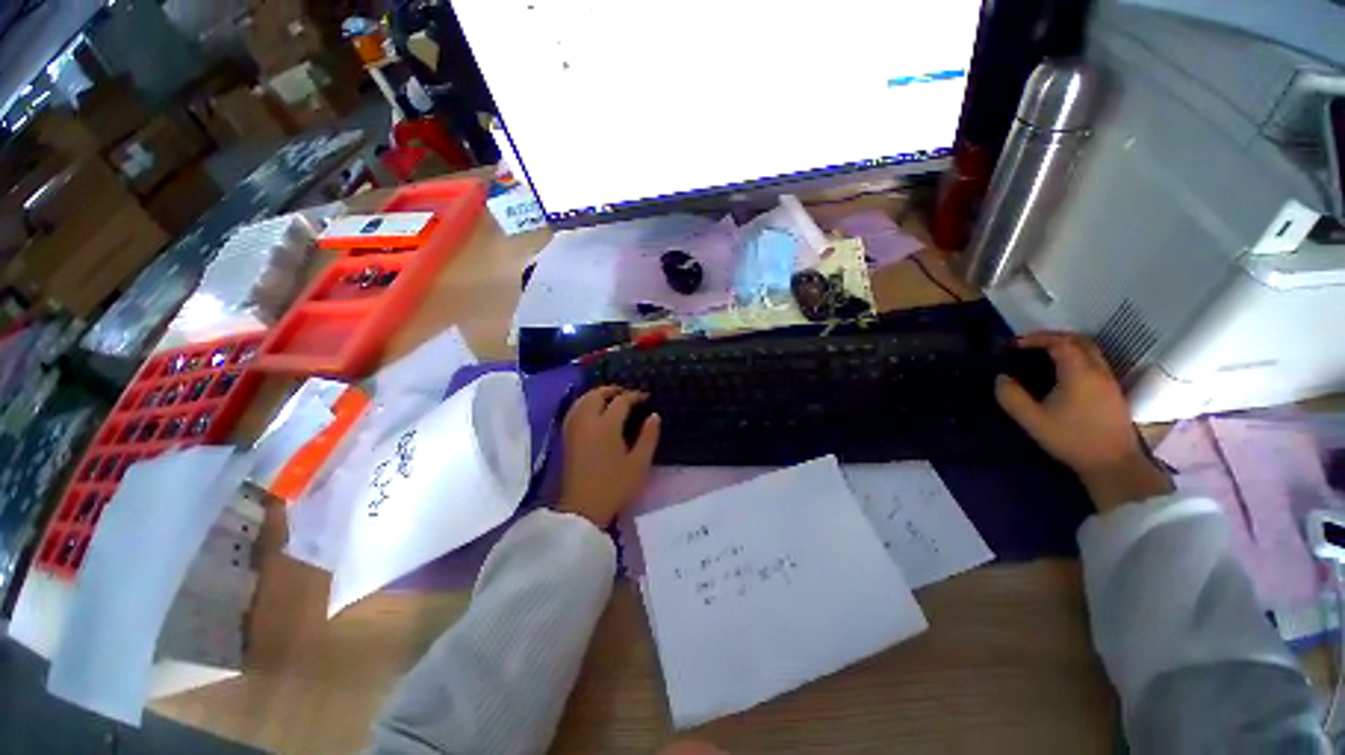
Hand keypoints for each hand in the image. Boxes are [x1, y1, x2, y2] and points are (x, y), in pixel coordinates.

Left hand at [558, 387, 660, 527]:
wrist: (583, 509)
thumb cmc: (615, 487)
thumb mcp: (639, 463)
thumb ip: (649, 436)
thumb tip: (654, 415)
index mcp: (606, 426)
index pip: (621, 401)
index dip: (635, 396)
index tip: (646, 397)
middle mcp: (587, 422)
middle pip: (597, 394)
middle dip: (613, 390)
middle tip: (628, 394)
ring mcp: (573, 429)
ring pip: (582, 400)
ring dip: (597, 394)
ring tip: (612, 399)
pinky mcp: (566, 437)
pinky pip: (574, 410)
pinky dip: (585, 403)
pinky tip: (593, 411)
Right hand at [995, 332, 1171, 510]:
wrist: (1113, 463)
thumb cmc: (1071, 439)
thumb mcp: (1032, 420)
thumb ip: (1012, 397)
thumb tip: (1000, 378)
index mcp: (1079, 373)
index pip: (1060, 343)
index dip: (1036, 339)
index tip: (1014, 345)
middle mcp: (1098, 370)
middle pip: (1079, 341)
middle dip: (1053, 337)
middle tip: (1029, 345)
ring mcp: (1109, 380)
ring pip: (1090, 350)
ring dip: (1066, 346)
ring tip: (1043, 355)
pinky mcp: (1113, 391)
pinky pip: (1094, 362)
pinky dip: (1076, 357)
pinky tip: (1062, 371)